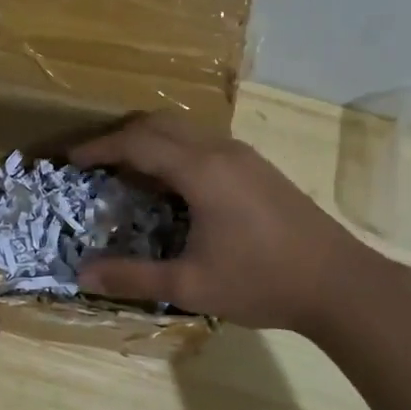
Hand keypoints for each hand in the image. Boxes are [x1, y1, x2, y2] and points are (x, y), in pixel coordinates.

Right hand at [71, 113, 376, 332]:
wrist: (341, 284)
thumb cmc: (262, 282)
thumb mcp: (190, 286)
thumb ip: (133, 277)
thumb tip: (83, 274)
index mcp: (201, 171)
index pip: (137, 142)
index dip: (99, 147)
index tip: (70, 159)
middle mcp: (220, 151)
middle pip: (158, 123)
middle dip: (120, 136)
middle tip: (93, 162)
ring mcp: (244, 156)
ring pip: (184, 130)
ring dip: (149, 141)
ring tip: (126, 171)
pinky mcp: (258, 168)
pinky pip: (203, 143)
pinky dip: (174, 151)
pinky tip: (171, 186)